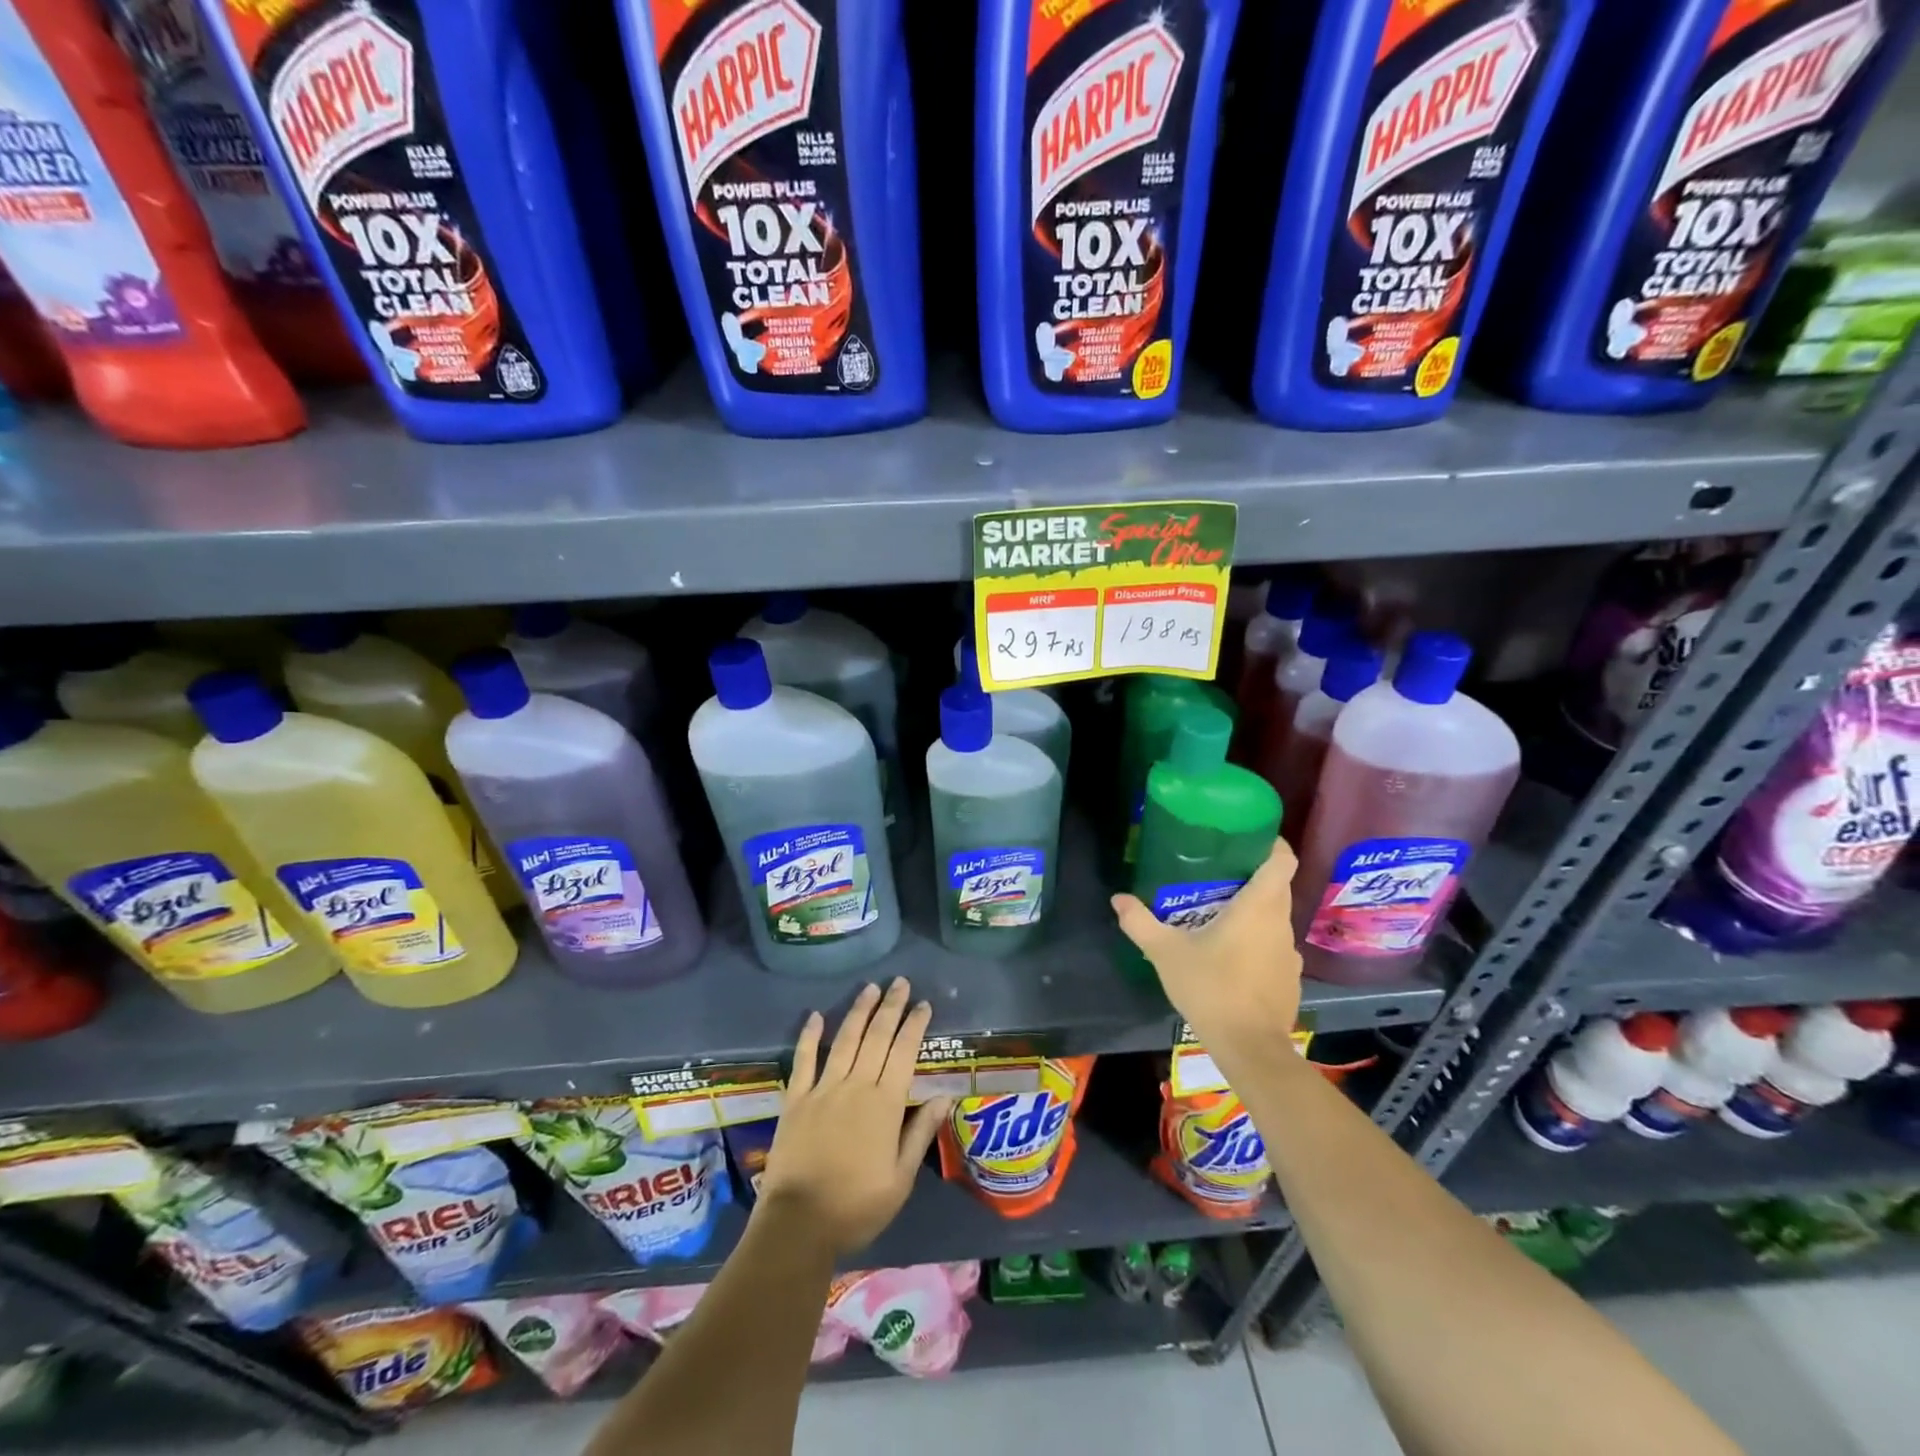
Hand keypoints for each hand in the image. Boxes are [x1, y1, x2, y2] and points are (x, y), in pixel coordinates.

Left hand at [758, 978, 950, 1257]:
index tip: (924, 1004)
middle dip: (890, 1007)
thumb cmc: (857, 1206)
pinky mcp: (795, 1099)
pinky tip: (816, 1015)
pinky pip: (803, 1060)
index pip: (904, 1052)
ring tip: (870, 987)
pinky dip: (810, 1036)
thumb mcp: (900, 1179)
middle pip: (876, 1037)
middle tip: (900, 982)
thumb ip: (920, 1133)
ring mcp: (823, 1090)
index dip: (914, 1025)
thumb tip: (944, 1096)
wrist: (798, 1224)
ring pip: (845, 1040)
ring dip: (859, 1011)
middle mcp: (856, 1086)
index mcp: (885, 1104)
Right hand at [1111, 837, 1302, 1062]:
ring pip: (1276, 919)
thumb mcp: (1165, 952)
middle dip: (1253, 876)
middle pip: (1277, 887)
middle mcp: (1281, 923)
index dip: (1272, 844)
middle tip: (1218, 874)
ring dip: (1255, 912)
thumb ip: (1140, 922)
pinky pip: (1275, 947)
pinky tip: (1233, 957)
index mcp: (1258, 907)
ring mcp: (1290, 953)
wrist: (1249, 1047)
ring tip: (1221, 915)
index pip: (1282, 861)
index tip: (1249, 839)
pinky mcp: (1290, 978)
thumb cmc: (1211, 987)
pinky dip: (1259, 943)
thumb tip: (1118, 898)